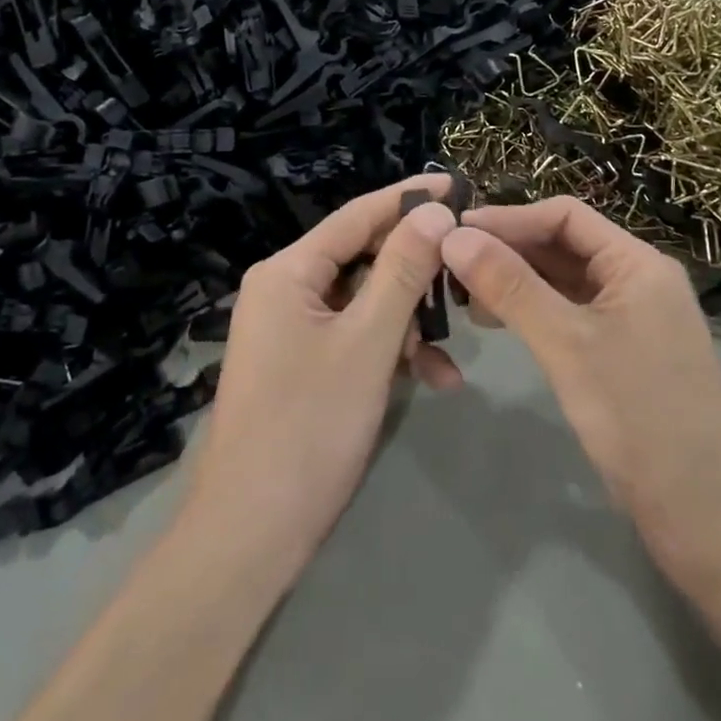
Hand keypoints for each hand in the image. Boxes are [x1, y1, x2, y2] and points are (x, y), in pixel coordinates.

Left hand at [180, 177, 462, 581]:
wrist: (251, 536)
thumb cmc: (309, 428)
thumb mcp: (367, 343)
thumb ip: (402, 272)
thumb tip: (434, 211)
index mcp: (288, 271)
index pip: (356, 215)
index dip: (408, 198)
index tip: (458, 184)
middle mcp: (285, 288)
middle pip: (363, 258)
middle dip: (416, 270)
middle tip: (469, 269)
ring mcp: (293, 328)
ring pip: (365, 302)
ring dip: (409, 321)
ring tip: (454, 347)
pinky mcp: (304, 363)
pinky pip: (355, 338)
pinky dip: (391, 352)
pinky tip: (435, 379)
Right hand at [443, 198, 720, 583]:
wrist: (707, 518)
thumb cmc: (639, 416)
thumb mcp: (567, 344)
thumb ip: (510, 286)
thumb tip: (454, 235)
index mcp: (637, 263)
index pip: (564, 216)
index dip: (508, 218)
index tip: (455, 230)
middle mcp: (636, 280)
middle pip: (563, 246)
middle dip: (507, 250)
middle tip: (449, 263)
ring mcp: (631, 319)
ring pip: (563, 282)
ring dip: (515, 282)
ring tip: (463, 294)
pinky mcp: (621, 354)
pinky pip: (569, 314)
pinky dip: (531, 312)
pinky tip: (496, 323)